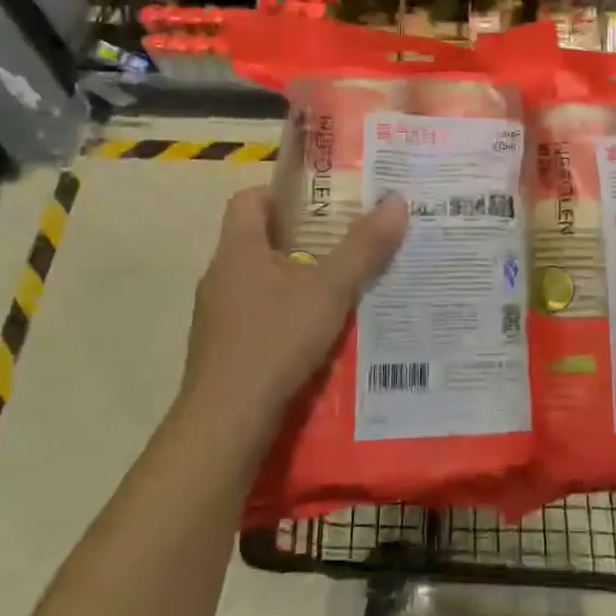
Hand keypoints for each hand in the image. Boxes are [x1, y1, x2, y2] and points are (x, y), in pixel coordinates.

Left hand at [184, 187, 406, 430]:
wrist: (226, 422)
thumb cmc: (275, 341)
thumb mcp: (330, 289)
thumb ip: (364, 247)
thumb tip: (396, 200)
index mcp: (238, 250)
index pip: (250, 199)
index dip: (285, 194)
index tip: (324, 204)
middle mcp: (221, 276)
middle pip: (261, 239)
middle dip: (305, 238)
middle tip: (350, 242)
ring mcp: (219, 316)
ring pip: (263, 281)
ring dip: (299, 279)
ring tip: (344, 287)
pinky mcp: (225, 349)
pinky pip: (260, 316)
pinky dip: (289, 315)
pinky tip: (321, 334)